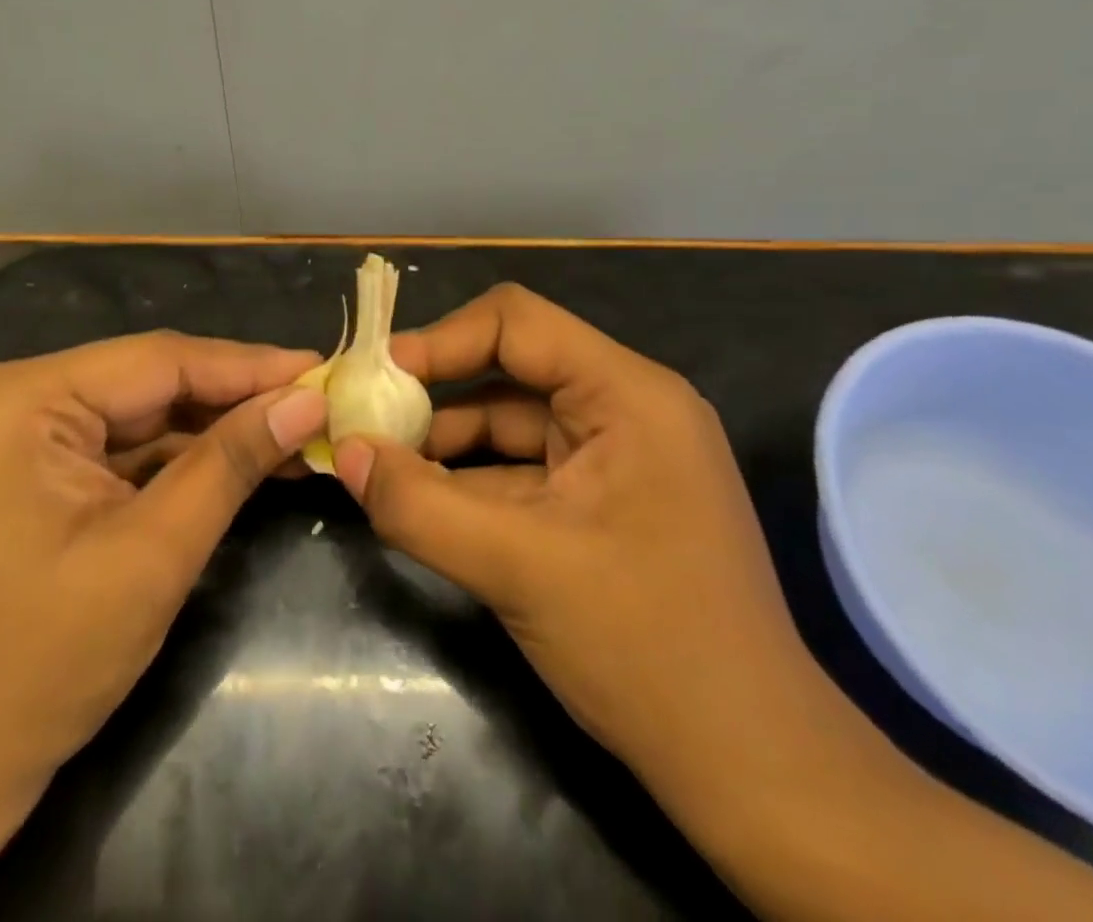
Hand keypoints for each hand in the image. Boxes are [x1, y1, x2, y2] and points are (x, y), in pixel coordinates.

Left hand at [0, 332, 325, 904]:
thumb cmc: (38, 668)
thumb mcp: (152, 556)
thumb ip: (231, 463)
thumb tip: (307, 401)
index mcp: (14, 401)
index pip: (156, 361)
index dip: (247, 365)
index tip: (319, 368)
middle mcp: (2, 397)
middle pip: (143, 382)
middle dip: (230, 398)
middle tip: (312, 401)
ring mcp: (5, 432)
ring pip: (133, 413)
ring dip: (207, 428)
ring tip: (289, 429)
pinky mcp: (17, 467)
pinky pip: (111, 445)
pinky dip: (171, 457)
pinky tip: (233, 459)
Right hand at [334, 284, 818, 827]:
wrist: (750, 770)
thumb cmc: (647, 647)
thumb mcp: (518, 569)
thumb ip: (418, 504)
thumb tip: (341, 451)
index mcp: (627, 394)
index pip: (517, 322)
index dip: (442, 340)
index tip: (379, 378)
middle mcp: (624, 409)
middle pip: (510, 369)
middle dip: (436, 396)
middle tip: (366, 421)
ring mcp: (615, 457)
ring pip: (509, 424)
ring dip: (444, 444)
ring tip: (378, 466)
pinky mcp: (600, 501)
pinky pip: (521, 470)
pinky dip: (469, 482)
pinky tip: (420, 501)